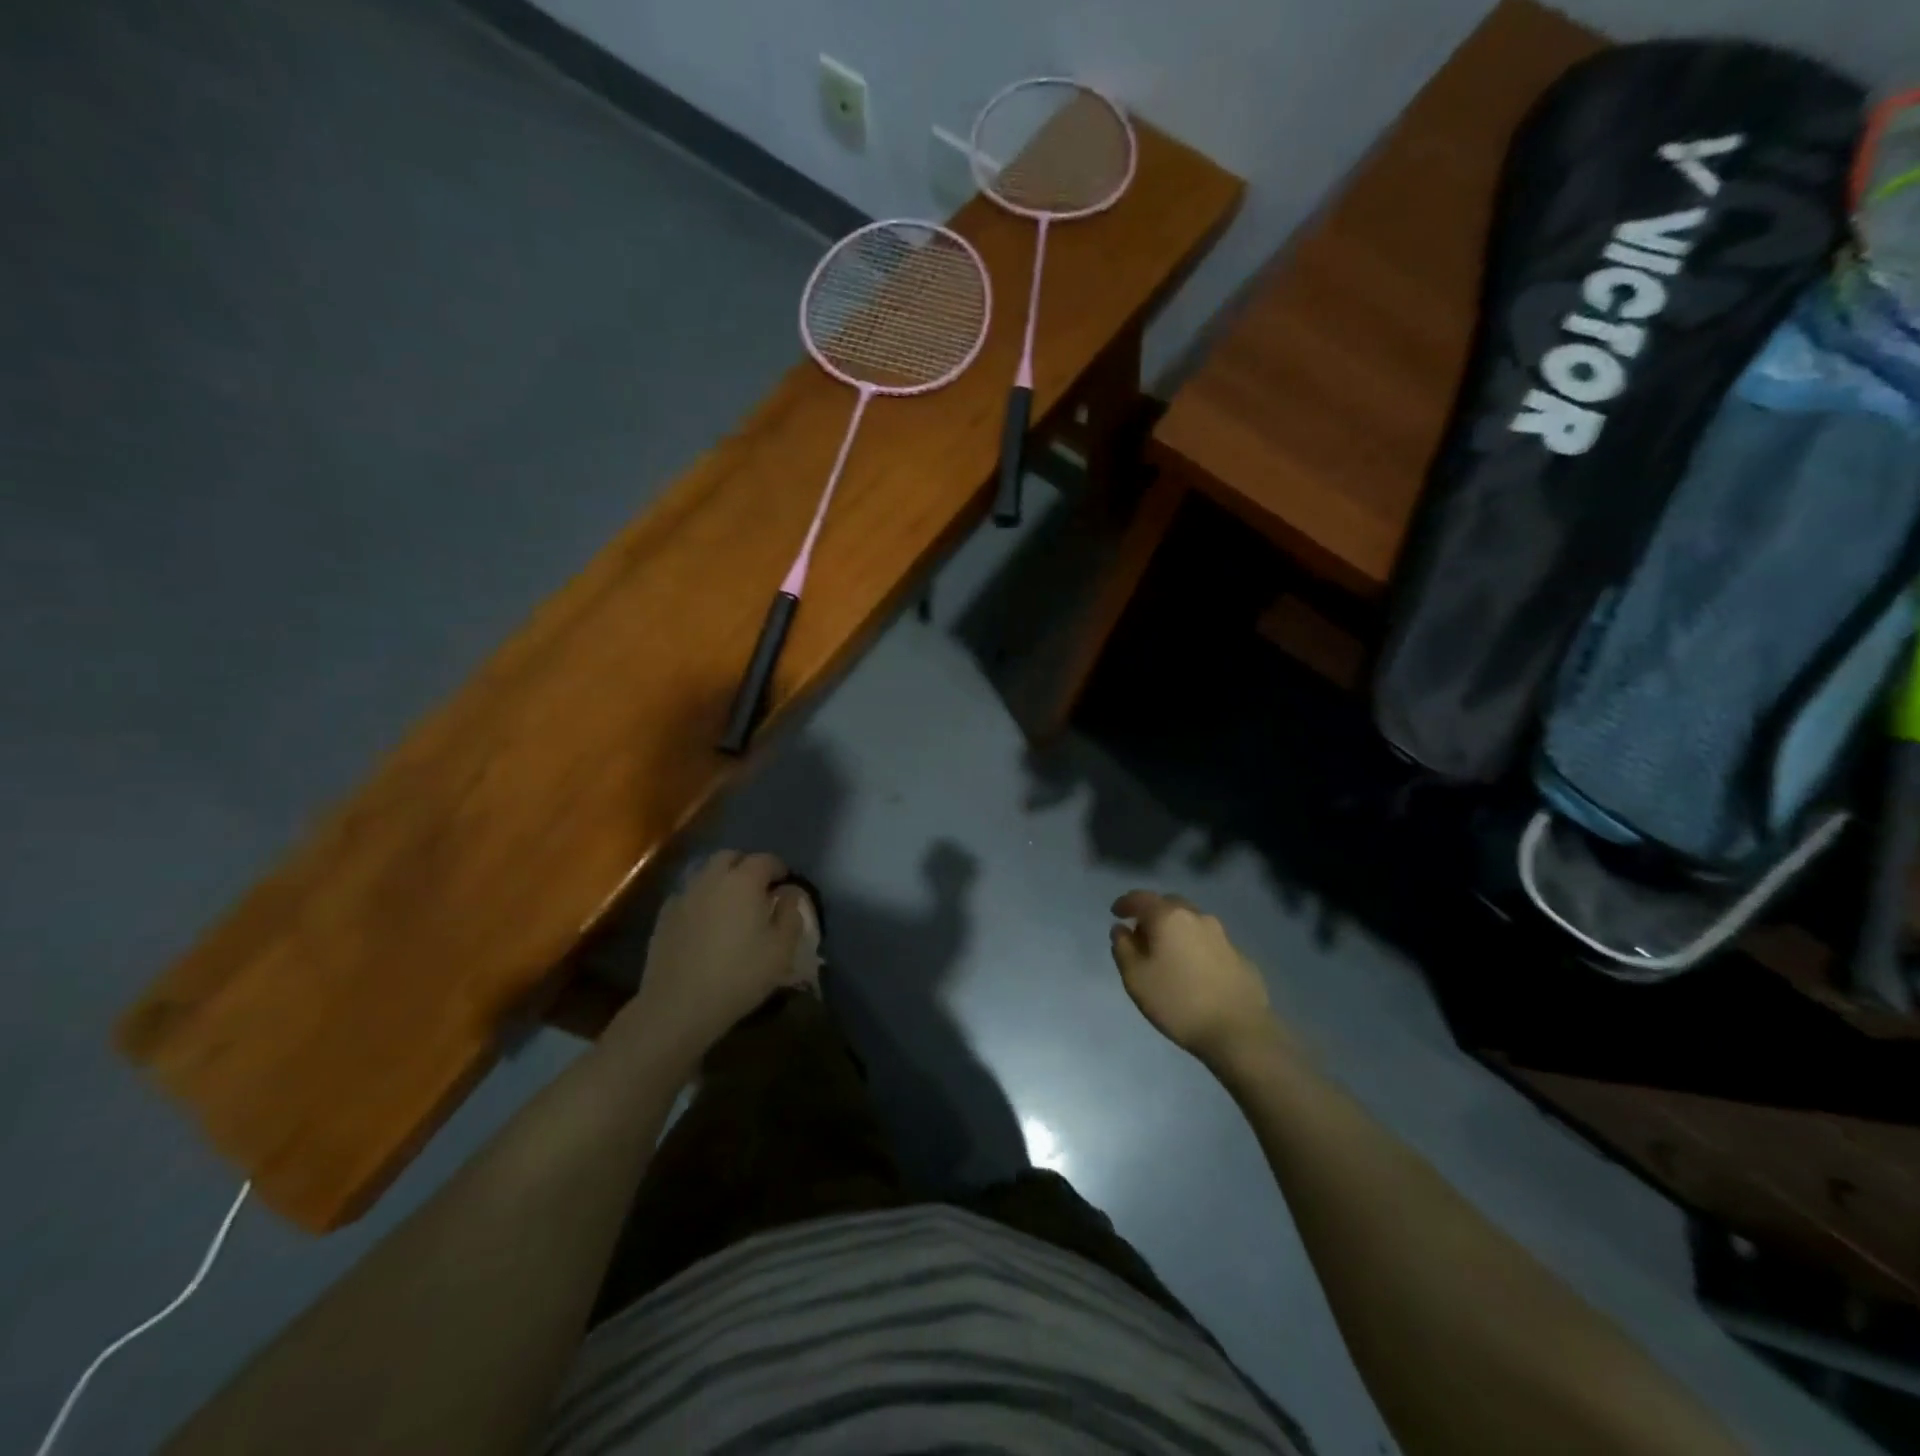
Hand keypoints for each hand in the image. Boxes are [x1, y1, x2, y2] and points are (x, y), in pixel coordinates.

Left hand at [623, 851, 807, 1059]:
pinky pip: (688, 894)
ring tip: (733, 904)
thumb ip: (791, 913)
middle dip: (747, 866)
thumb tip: (789, 892)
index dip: (779, 869)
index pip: (765, 860)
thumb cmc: (739, 975)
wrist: (679, 1005)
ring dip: (722, 879)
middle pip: (730, 857)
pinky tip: (706, 921)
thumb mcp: (782, 949)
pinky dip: (702, 898)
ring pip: (706, 873)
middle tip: (759, 889)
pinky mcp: (664, 915)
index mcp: (744, 881)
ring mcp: (684, 895)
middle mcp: (711, 878)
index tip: (786, 884)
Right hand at [1110, 892, 1281, 1069]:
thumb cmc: (1178, 1002)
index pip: (1141, 898)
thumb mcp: (1136, 978)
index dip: (1125, 903)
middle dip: (1152, 914)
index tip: (1116, 913)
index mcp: (1169, 917)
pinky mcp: (1240, 956)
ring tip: (1167, 954)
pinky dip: (1195, 947)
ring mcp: (1223, 936)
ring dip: (1175, 930)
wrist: (1239, 1031)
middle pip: (1169, 905)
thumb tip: (1121, 929)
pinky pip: (1209, 942)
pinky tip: (1193, 971)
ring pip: (1191, 922)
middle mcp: (1197, 917)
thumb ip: (1123, 948)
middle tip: (1141, 934)